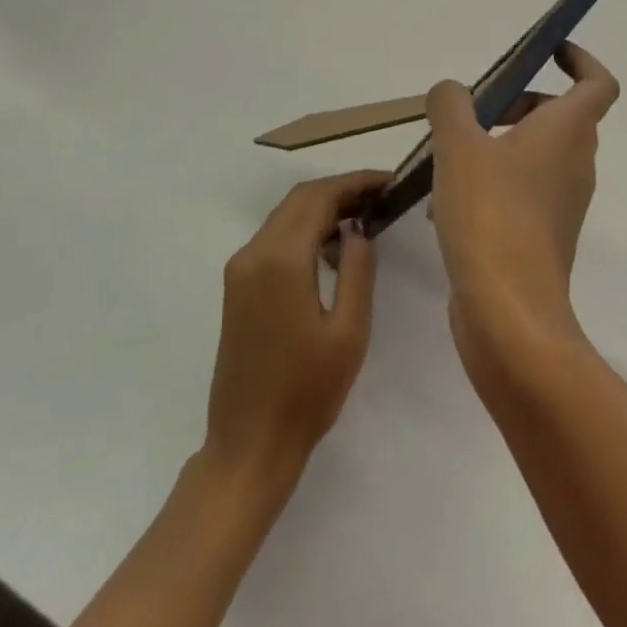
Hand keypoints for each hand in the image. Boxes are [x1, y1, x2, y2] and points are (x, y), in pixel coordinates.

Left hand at [202, 170, 386, 490]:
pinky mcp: (237, 288)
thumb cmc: (307, 392)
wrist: (249, 445)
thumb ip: (357, 268)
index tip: (389, 181)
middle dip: (340, 190)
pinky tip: (332, 246)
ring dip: (322, 207)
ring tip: (364, 216)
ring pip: (285, 216)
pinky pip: (274, 239)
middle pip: (299, 199)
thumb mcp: (349, 330)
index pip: (319, 197)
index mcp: (280, 260)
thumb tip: (357, 227)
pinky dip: (304, 229)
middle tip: (381, 197)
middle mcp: (253, 254)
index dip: (355, 182)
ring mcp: (239, 271)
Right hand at [425, 44, 619, 386]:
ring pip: (533, 155)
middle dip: (516, 104)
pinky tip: (446, 205)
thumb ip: (452, 105)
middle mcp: (575, 162)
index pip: (598, 83)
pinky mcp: (544, 235)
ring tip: (446, 161)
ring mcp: (563, 202)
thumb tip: (452, 91)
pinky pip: (522, 191)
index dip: (580, 59)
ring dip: (495, 146)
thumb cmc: (491, 214)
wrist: (509, 312)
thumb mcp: (459, 146)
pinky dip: (491, 184)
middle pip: (557, 116)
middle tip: (471, 114)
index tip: (547, 51)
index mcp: (568, 131)